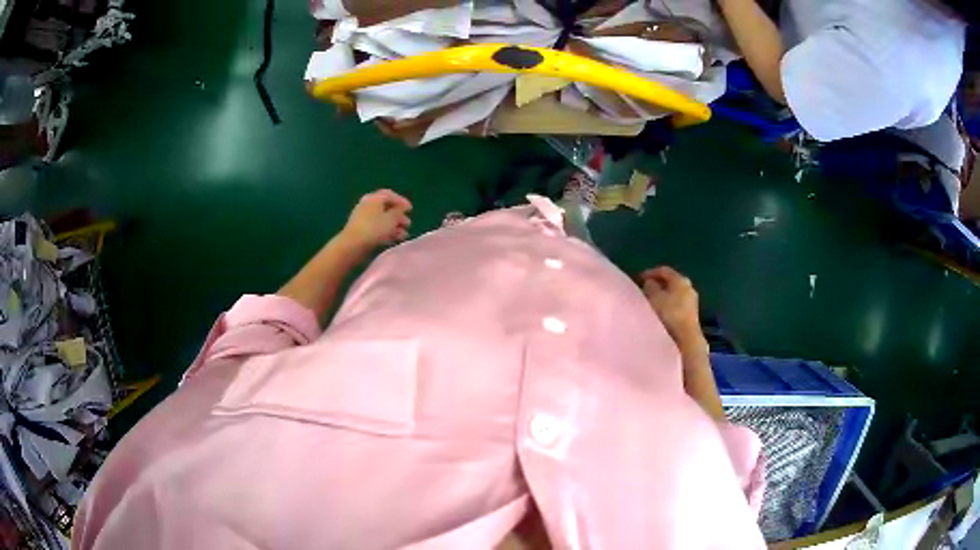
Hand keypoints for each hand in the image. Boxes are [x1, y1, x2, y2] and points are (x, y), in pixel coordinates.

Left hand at [340, 189, 412, 249]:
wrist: (352, 245)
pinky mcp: (361, 230)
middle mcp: (367, 205)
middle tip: (408, 224)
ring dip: (394, 226)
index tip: (410, 209)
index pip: (389, 195)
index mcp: (374, 198)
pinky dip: (386, 232)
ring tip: (403, 235)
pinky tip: (393, 239)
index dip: (401, 201)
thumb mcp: (391, 219)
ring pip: (382, 219)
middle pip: (386, 208)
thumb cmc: (374, 228)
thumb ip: (398, 212)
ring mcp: (363, 218)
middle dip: (398, 216)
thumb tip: (400, 209)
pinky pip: (376, 228)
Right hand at [640, 266, 704, 349]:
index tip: (639, 278)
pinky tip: (661, 312)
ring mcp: (692, 301)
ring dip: (663, 296)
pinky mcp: (691, 313)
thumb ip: (651, 287)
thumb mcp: (655, 298)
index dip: (651, 272)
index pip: (664, 270)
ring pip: (674, 293)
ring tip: (651, 302)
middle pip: (671, 282)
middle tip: (645, 289)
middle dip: (657, 284)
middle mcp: (688, 287)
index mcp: (680, 279)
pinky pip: (677, 304)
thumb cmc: (670, 313)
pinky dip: (668, 304)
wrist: (686, 338)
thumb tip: (650, 282)